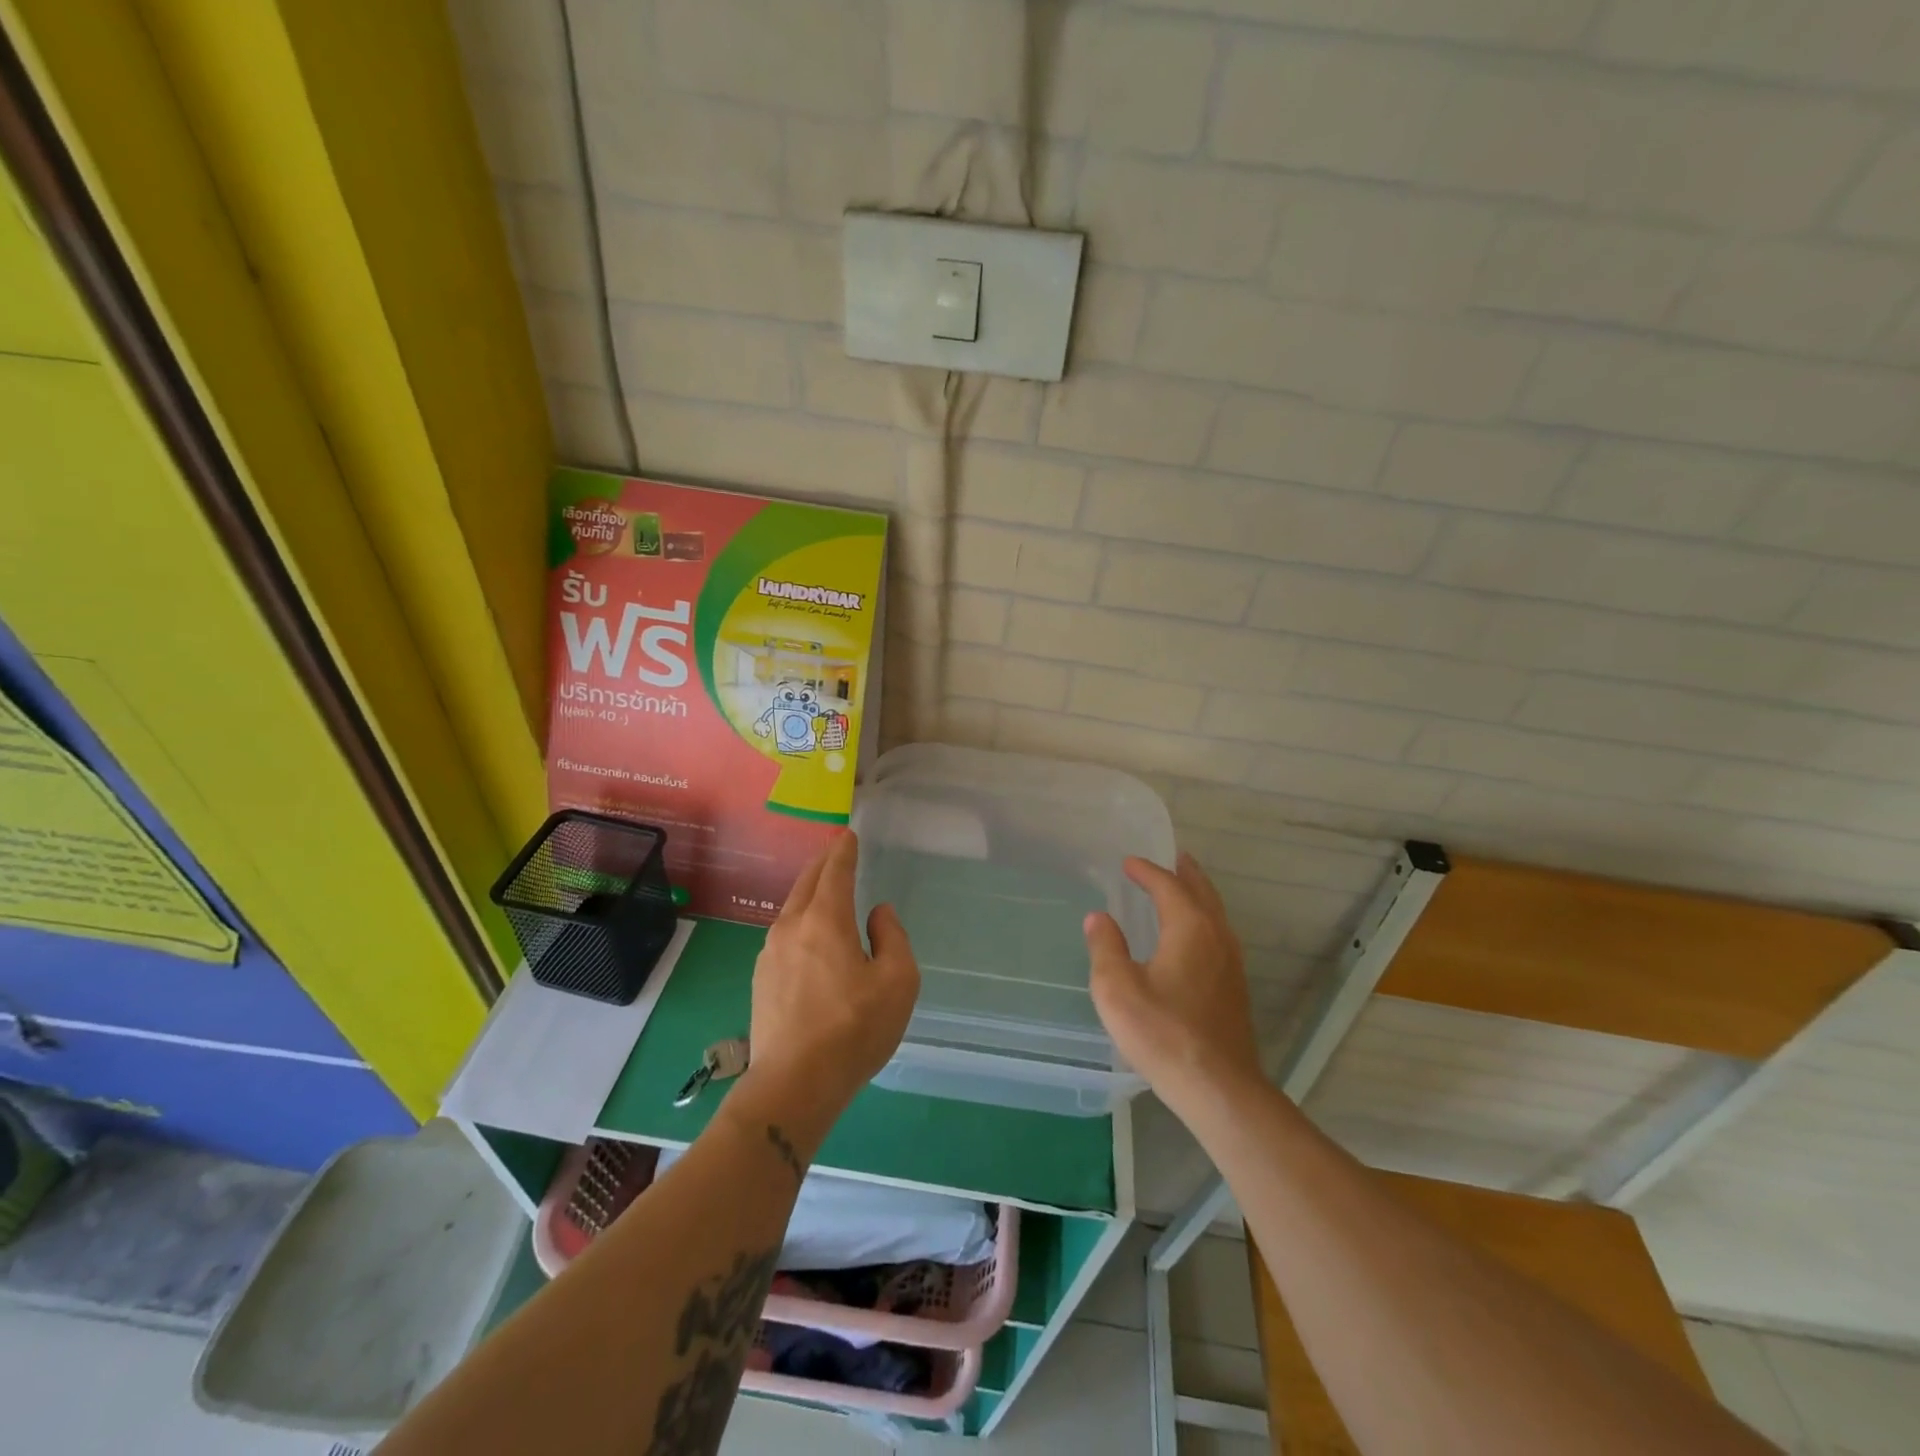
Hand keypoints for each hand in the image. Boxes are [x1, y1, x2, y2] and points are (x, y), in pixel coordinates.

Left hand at [739, 833, 919, 1135]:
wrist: (794, 1083)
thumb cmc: (854, 1029)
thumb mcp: (897, 981)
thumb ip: (892, 937)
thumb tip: (877, 913)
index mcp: (826, 919)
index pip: (835, 871)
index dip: (844, 850)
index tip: (848, 835)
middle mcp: (792, 926)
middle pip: (807, 882)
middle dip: (823, 863)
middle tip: (836, 851)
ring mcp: (770, 953)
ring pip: (792, 907)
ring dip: (809, 891)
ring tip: (824, 889)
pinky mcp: (761, 979)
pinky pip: (784, 933)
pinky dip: (799, 919)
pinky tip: (808, 934)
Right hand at [1084, 853, 1259, 1115]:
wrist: (1218, 1088)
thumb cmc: (1163, 1034)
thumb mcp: (1118, 990)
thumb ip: (1106, 948)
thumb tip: (1099, 917)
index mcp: (1190, 929)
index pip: (1168, 886)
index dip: (1146, 872)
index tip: (1128, 863)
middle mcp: (1216, 937)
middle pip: (1202, 892)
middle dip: (1185, 873)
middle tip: (1172, 857)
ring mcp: (1231, 963)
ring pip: (1215, 914)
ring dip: (1197, 895)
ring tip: (1182, 888)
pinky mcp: (1235, 987)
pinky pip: (1218, 934)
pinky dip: (1204, 918)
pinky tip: (1192, 936)